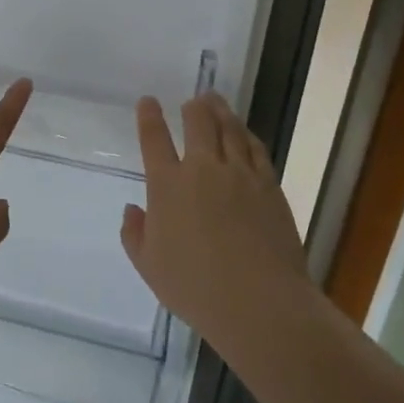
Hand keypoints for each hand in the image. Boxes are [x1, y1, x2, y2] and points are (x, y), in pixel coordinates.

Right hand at [120, 92, 308, 353]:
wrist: (258, 302)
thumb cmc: (195, 287)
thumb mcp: (149, 266)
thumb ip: (135, 234)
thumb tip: (134, 209)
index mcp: (167, 185)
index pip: (154, 139)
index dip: (149, 117)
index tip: (148, 102)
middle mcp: (203, 169)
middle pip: (198, 123)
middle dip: (193, 107)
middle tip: (193, 100)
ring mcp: (240, 175)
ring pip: (230, 129)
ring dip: (220, 112)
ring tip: (216, 102)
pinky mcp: (269, 186)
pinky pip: (256, 149)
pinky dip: (247, 135)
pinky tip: (245, 133)